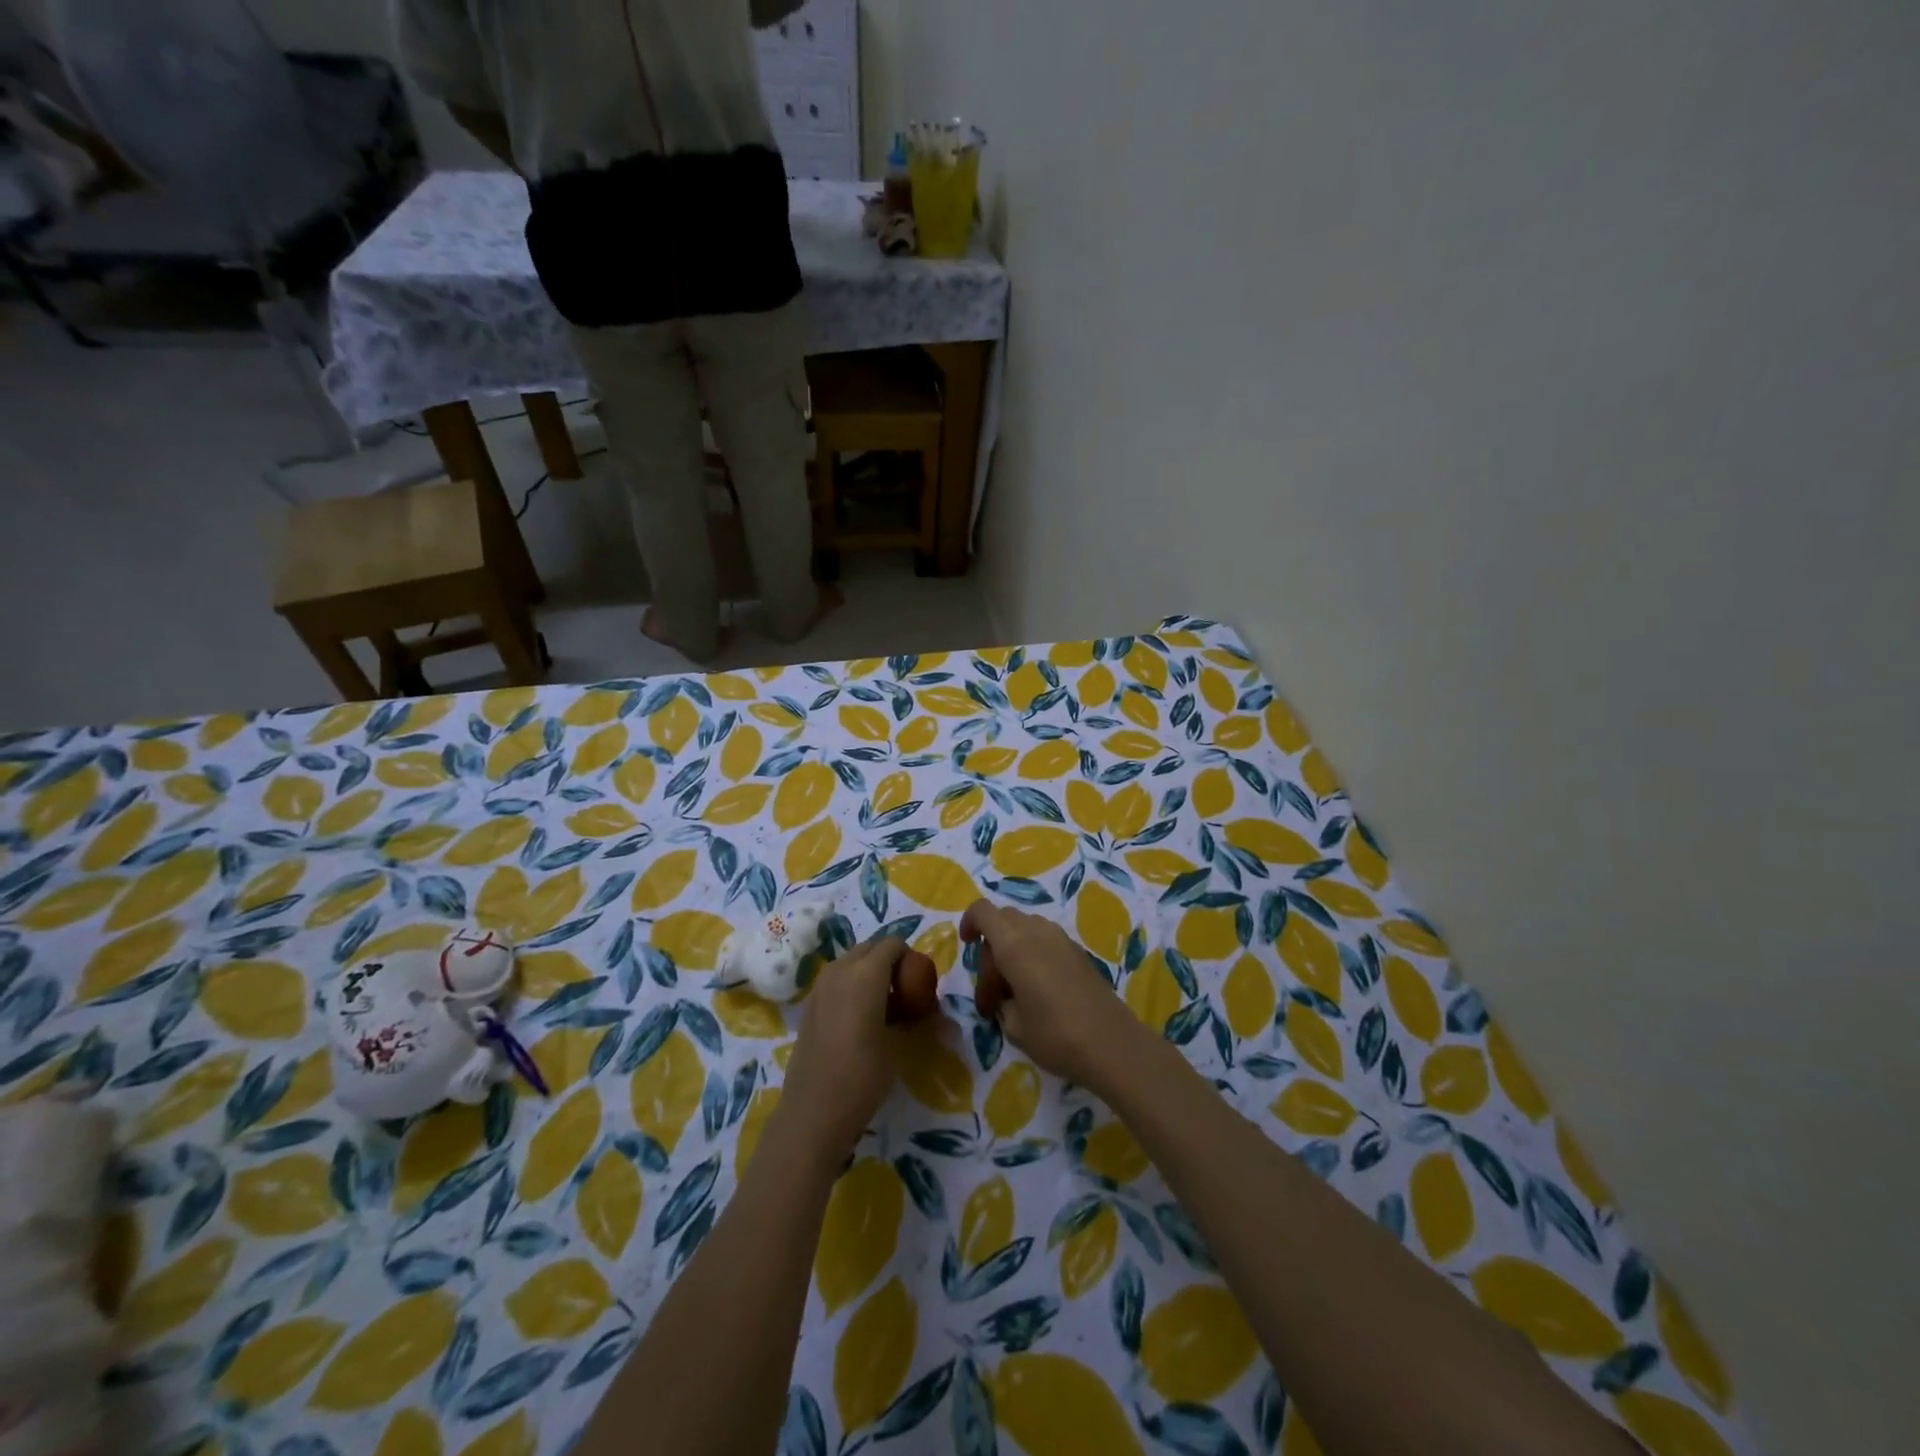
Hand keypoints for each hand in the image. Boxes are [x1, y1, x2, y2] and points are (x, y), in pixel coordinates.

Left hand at [776, 937, 913, 1167]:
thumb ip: (920, 1023)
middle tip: (904, 994)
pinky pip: (837, 980)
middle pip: (870, 949)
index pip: (893, 944)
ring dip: (869, 973)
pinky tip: (859, 1021)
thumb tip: (947, 1022)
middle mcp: (840, 970)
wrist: (813, 1112)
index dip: (910, 958)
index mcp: (865, 973)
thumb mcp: (900, 1048)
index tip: (919, 985)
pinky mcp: (809, 1004)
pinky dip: (852, 986)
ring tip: (883, 1009)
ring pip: (851, 962)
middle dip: (889, 962)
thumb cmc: (862, 1076)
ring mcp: (820, 986)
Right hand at [960, 899, 1144, 1092]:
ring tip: (1016, 992)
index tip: (967, 946)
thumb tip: (1005, 996)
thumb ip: (1000, 1000)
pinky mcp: (1079, 952)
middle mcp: (1037, 932)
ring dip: (1013, 950)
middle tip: (993, 994)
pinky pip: (1045, 940)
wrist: (1113, 1044)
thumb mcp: (1013, 1025)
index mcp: (1014, 944)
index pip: (983, 911)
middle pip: (1003, 920)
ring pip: (1025, 929)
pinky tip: (1040, 992)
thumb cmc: (1055, 1035)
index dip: (969, 922)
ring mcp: (1062, 939)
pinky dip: (1033, 955)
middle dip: (991, 948)